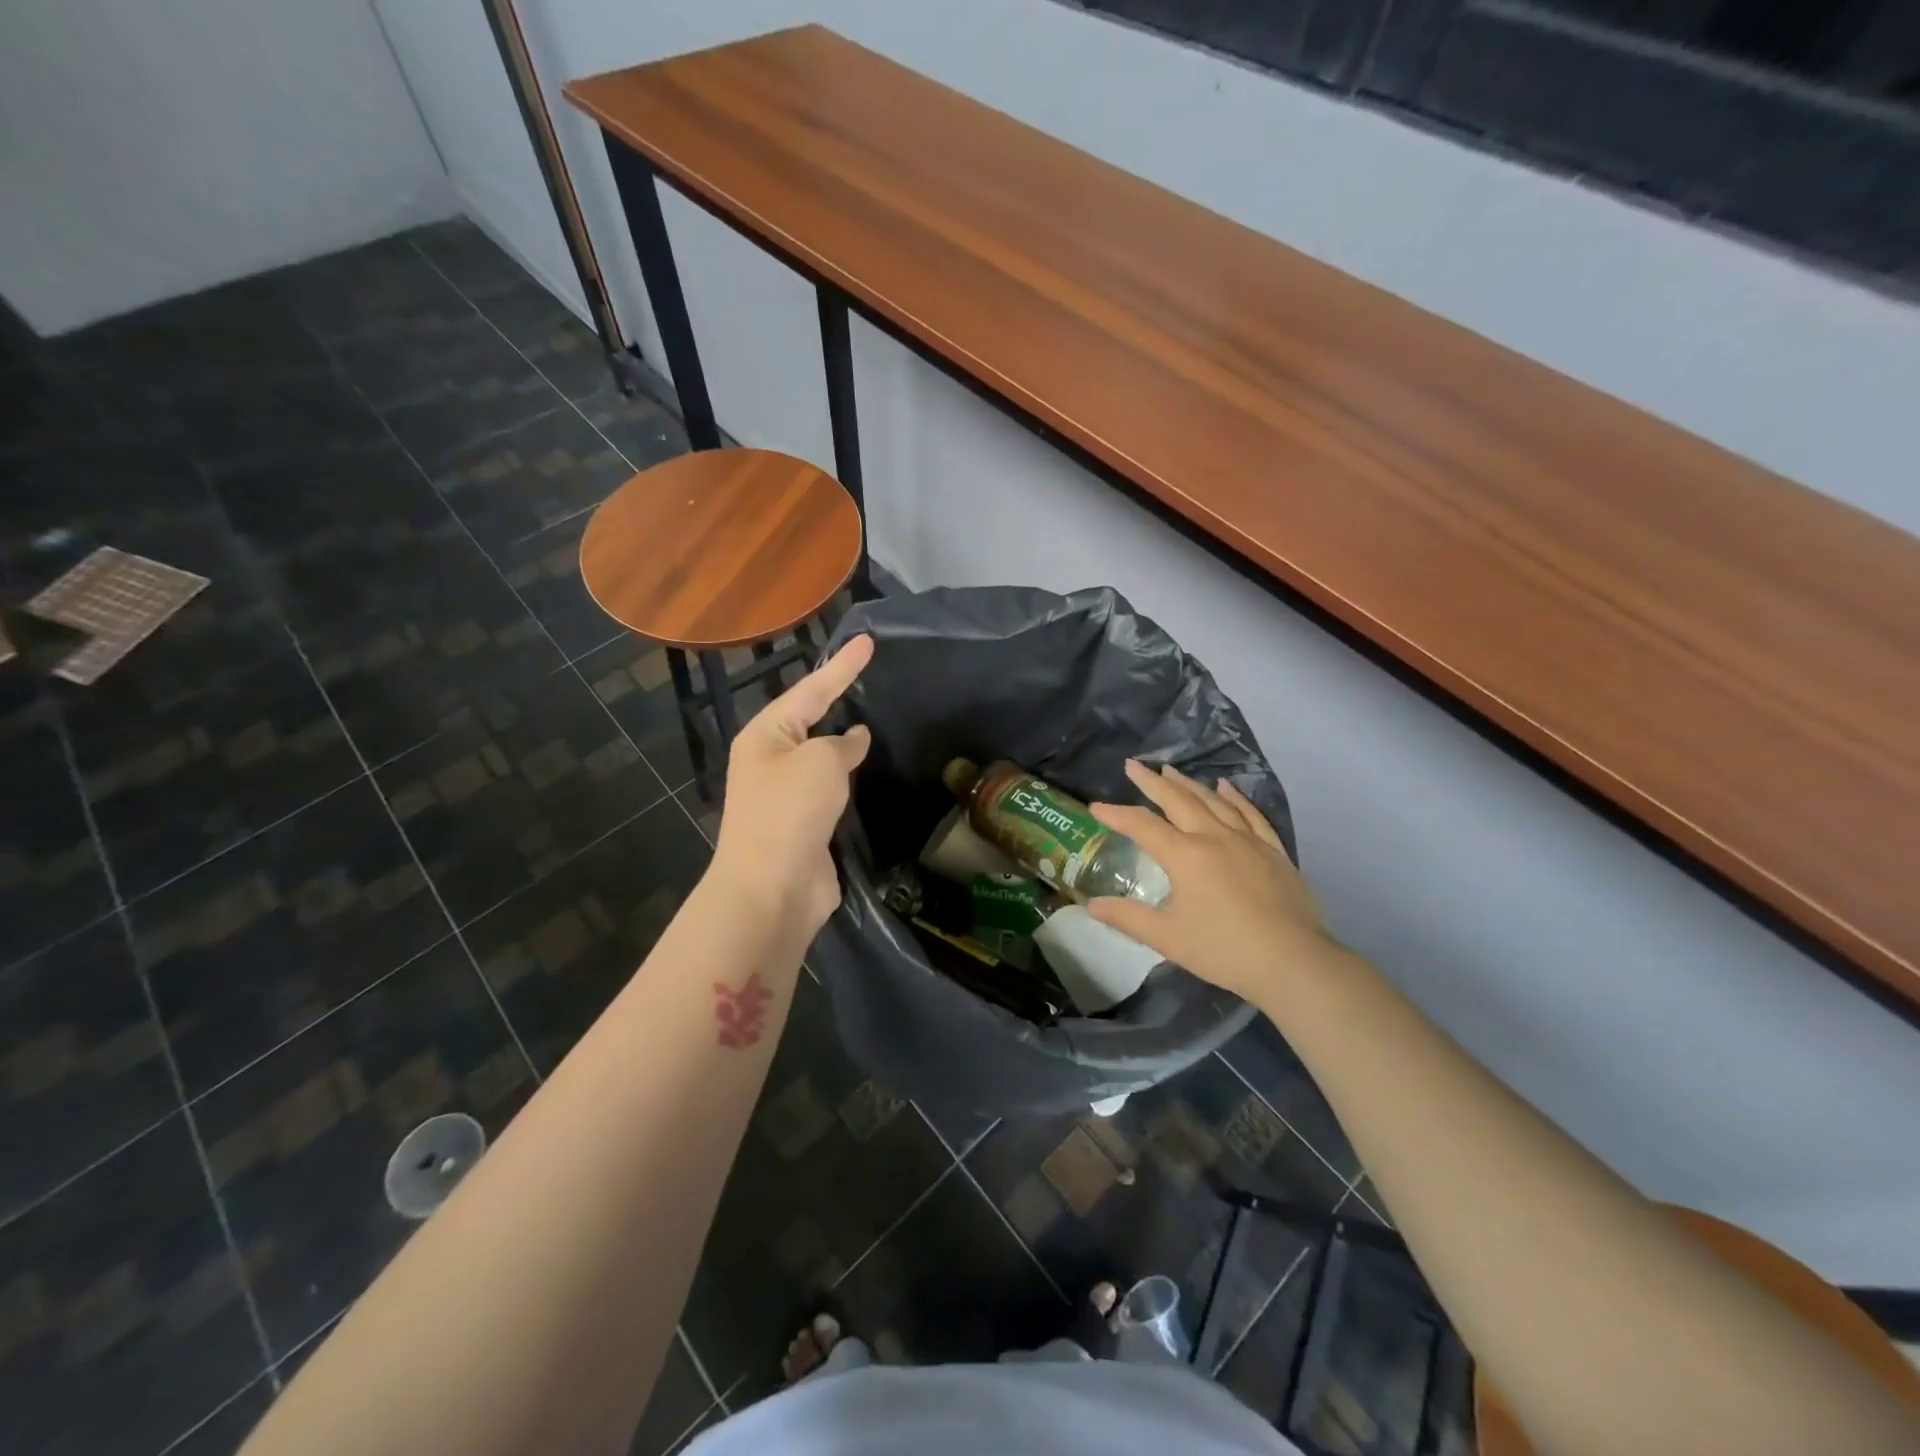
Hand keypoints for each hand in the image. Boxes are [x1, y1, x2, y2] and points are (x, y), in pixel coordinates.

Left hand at [710, 635, 874, 938]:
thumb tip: (854, 738)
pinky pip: (830, 788)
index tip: (868, 641)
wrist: (772, 889)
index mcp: (765, 735)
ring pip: (821, 756)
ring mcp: (786, 794)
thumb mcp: (820, 762)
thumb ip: (842, 743)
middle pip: (810, 719)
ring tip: (873, 716)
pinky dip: (848, 777)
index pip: (811, 689)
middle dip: (837, 697)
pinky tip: (868, 770)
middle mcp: (771, 760)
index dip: (842, 666)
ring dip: (843, 741)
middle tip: (869, 673)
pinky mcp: (804, 824)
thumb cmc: (790, 811)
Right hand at [1088, 761, 1335, 1005]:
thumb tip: (1092, 905)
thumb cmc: (1224, 950)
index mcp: (1185, 855)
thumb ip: (1127, 918)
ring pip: (1213, 801)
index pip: (1142, 825)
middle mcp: (1214, 837)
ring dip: (1188, 783)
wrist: (1294, 962)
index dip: (1116, 814)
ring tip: (1171, 770)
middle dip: (1152, 781)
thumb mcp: (1167, 938)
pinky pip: (1250, 814)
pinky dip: (1235, 797)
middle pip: (1178, 800)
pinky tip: (1226, 787)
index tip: (1096, 807)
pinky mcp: (1273, 851)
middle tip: (1133, 765)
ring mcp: (1247, 840)